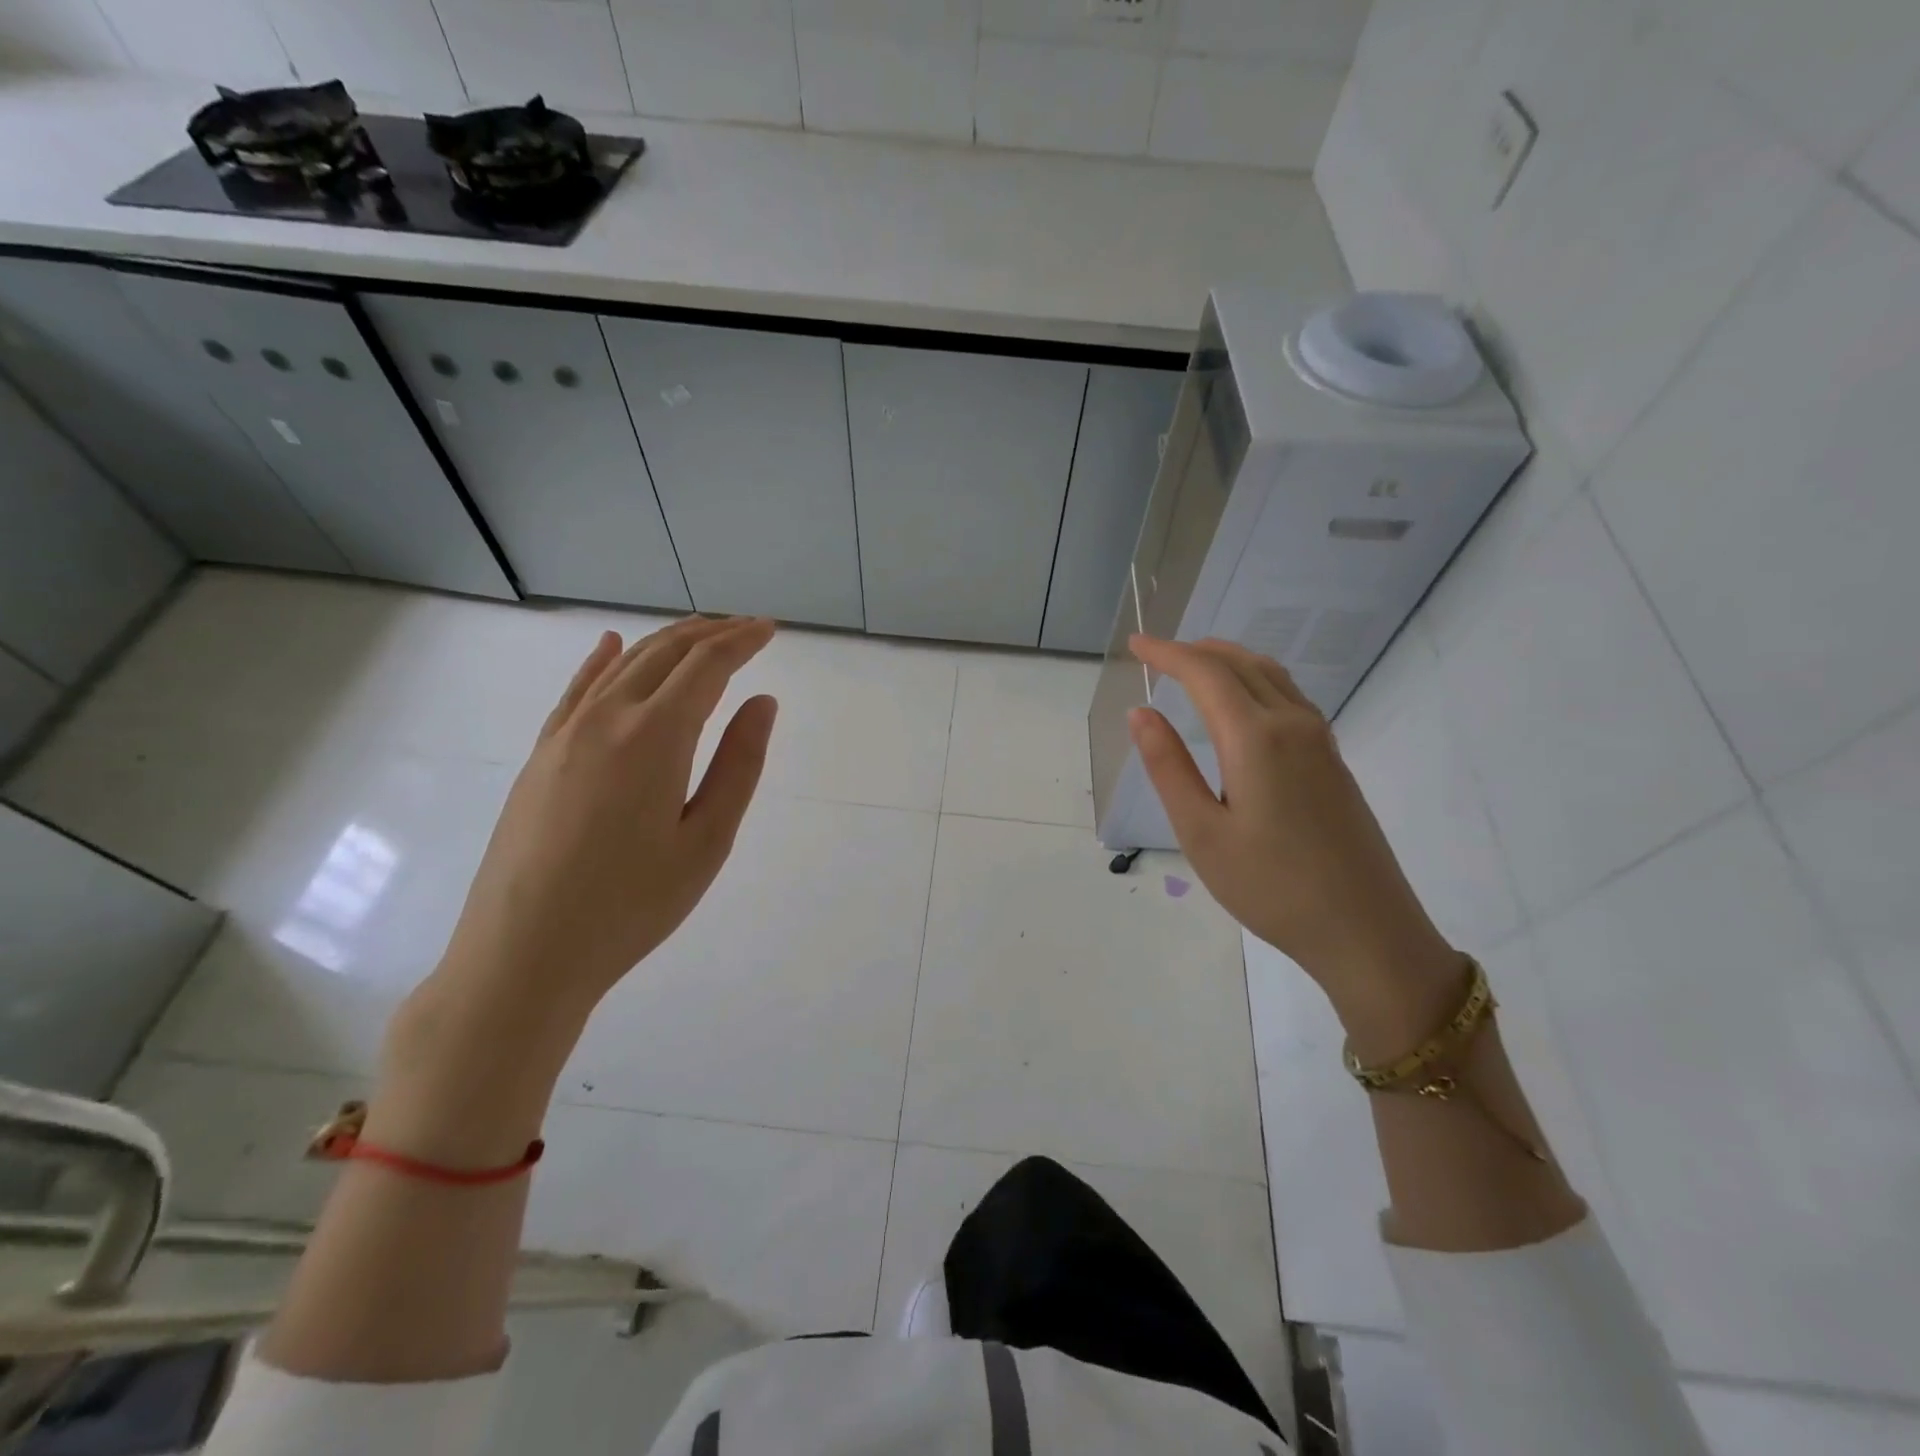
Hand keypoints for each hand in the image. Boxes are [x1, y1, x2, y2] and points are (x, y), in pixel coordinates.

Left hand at [370, 616, 777, 1163]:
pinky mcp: (541, 755)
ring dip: (667, 641)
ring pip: (622, 664)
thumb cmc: (631, 905)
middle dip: (710, 632)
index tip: (771, 629)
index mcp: (655, 737)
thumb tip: (762, 702)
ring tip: (702, 634)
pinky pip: (577, 690)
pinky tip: (612, 645)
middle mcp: (607, 718)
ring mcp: (565, 733)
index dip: (743, 641)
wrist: (523, 954)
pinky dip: (603, 660)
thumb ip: (739, 765)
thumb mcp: (706, 841)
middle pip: (664, 653)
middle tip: (746, 628)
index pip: (707, 665)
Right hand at [1127, 635, 1460, 1044]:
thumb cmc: (1271, 887)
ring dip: (1229, 660)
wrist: (1367, 930)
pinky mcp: (1333, 760)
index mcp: (1256, 738)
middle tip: (1157, 653)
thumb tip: (1140, 712)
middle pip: (1241, 664)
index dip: (1167, 653)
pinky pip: (1289, 696)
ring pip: (1271, 675)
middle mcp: (1292, 724)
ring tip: (1194, 665)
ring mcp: (1320, 740)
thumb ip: (1169, 767)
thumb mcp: (1202, 833)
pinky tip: (1243, 702)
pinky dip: (1255, 679)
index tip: (1135, 643)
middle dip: (1196, 650)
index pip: (1205, 674)